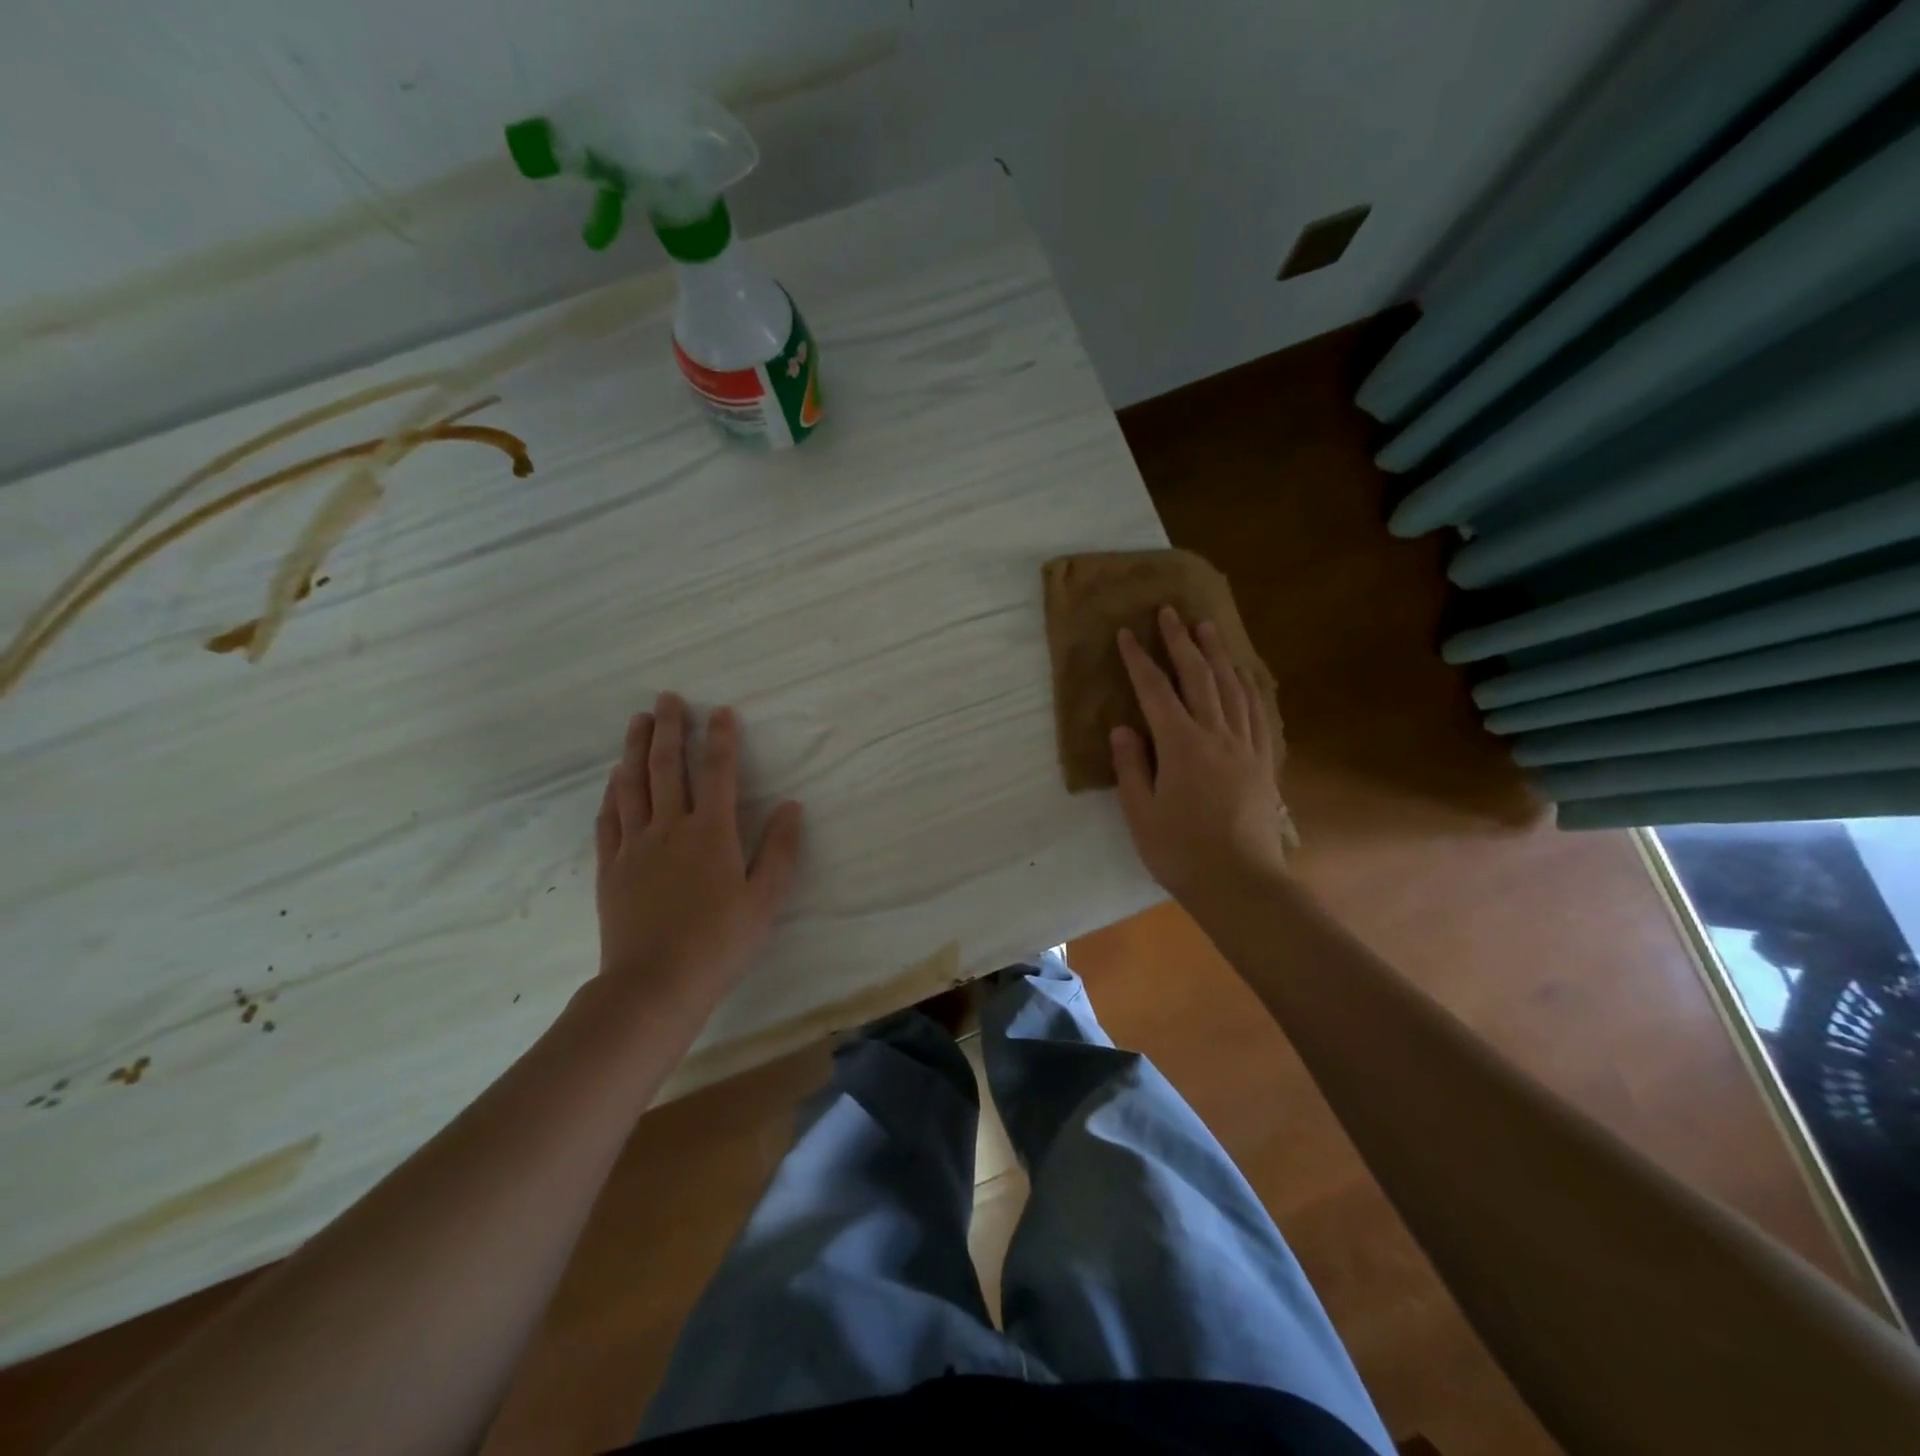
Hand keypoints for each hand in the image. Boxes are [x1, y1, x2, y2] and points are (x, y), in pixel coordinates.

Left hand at [593, 693, 803, 1012]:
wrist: (654, 985)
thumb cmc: (719, 943)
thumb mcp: (765, 900)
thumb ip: (780, 851)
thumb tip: (792, 806)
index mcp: (710, 833)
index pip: (717, 772)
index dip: (720, 738)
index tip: (721, 711)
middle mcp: (669, 828)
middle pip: (666, 767)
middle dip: (669, 728)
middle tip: (668, 698)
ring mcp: (634, 846)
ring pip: (632, 785)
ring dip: (635, 749)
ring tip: (637, 721)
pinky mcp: (611, 867)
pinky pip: (609, 819)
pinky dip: (612, 793)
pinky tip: (614, 779)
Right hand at [1111, 606, 1289, 903]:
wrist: (1240, 883)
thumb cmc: (1180, 851)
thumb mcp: (1140, 812)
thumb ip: (1131, 765)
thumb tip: (1123, 728)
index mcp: (1181, 746)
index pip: (1155, 691)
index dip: (1138, 660)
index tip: (1126, 634)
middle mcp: (1216, 735)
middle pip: (1198, 677)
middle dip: (1181, 642)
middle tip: (1170, 612)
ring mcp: (1245, 746)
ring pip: (1232, 688)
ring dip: (1218, 654)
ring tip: (1207, 627)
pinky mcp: (1263, 762)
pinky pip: (1258, 713)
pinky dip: (1248, 686)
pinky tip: (1243, 675)